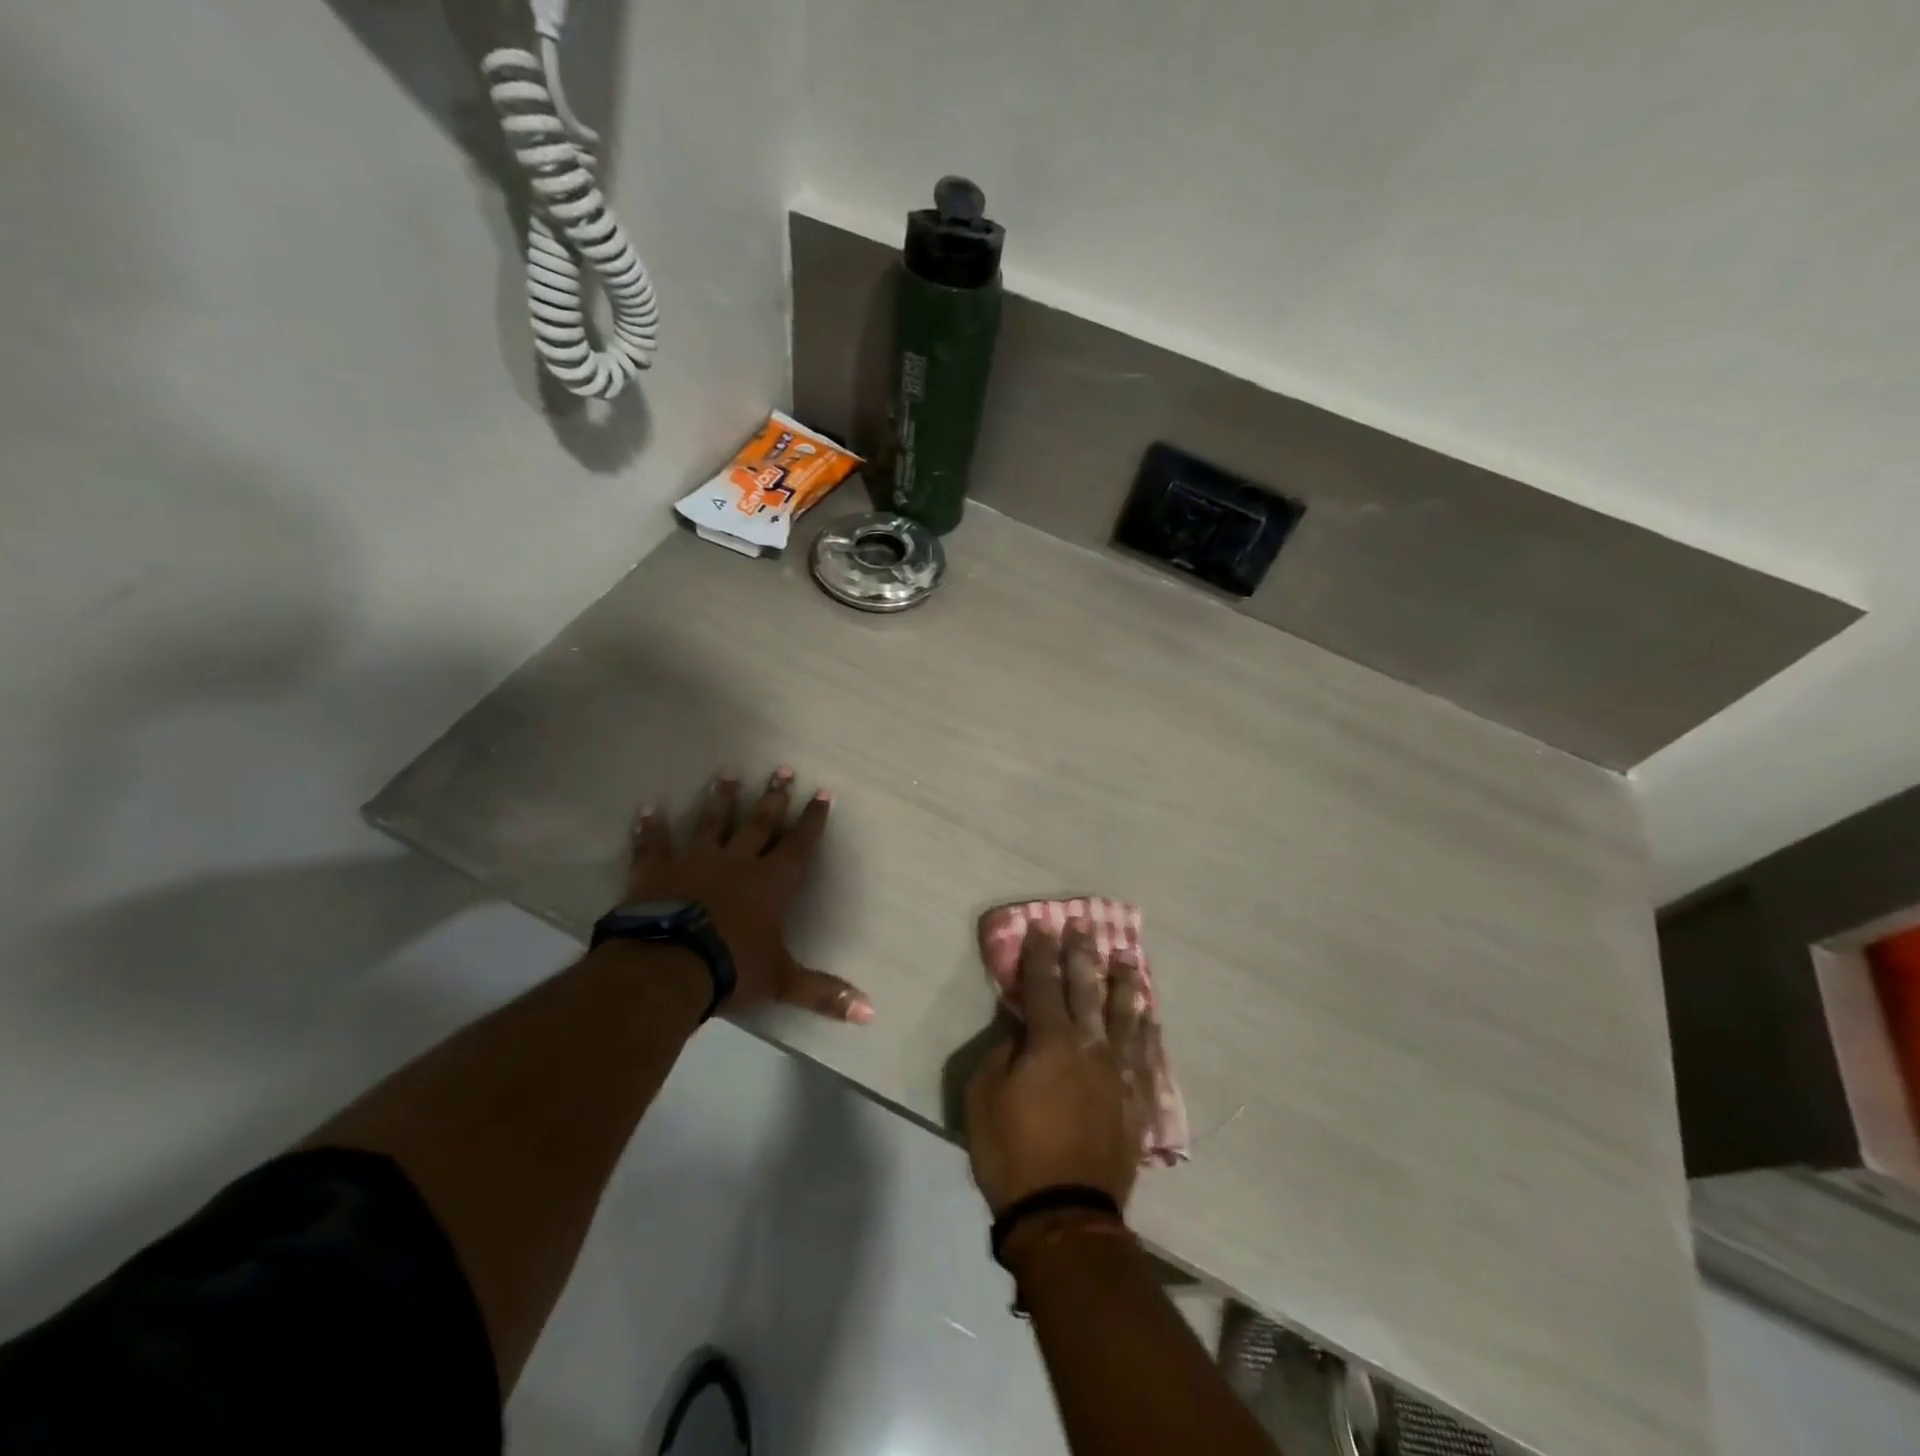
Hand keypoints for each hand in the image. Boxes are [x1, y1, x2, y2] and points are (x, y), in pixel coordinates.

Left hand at [627, 768, 872, 1022]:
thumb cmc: (731, 968)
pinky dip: (652, 826)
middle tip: (783, 768)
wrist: (668, 966)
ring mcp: (695, 860)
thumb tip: (871, 1014)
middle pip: (760, 823)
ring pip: (712, 821)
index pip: (799, 844)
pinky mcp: (657, 869)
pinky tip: (650, 807)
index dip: (812, 820)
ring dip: (722, 797)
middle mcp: (737, 861)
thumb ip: (824, 993)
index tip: (822, 793)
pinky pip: (654, 843)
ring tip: (728, 771)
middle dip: (774, 797)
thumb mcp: (782, 982)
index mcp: (771, 883)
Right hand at [964, 923, 1151, 1216]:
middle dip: (1082, 953)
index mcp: (1049, 1041)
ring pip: (1125, 1014)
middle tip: (1084, 925)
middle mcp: (1089, 1045)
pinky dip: (1147, 1028)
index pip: (1042, 983)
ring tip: (1127, 956)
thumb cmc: (1013, 1153)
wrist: (1064, 1214)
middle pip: (1086, 988)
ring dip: (1124, 981)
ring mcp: (1119, 1072)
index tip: (1042, 925)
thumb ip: (1002, 1052)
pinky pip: (1146, 1053)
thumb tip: (1019, 1027)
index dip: (1040, 952)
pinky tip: (1149, 1013)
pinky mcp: (1137, 1099)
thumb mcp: (983, 1097)